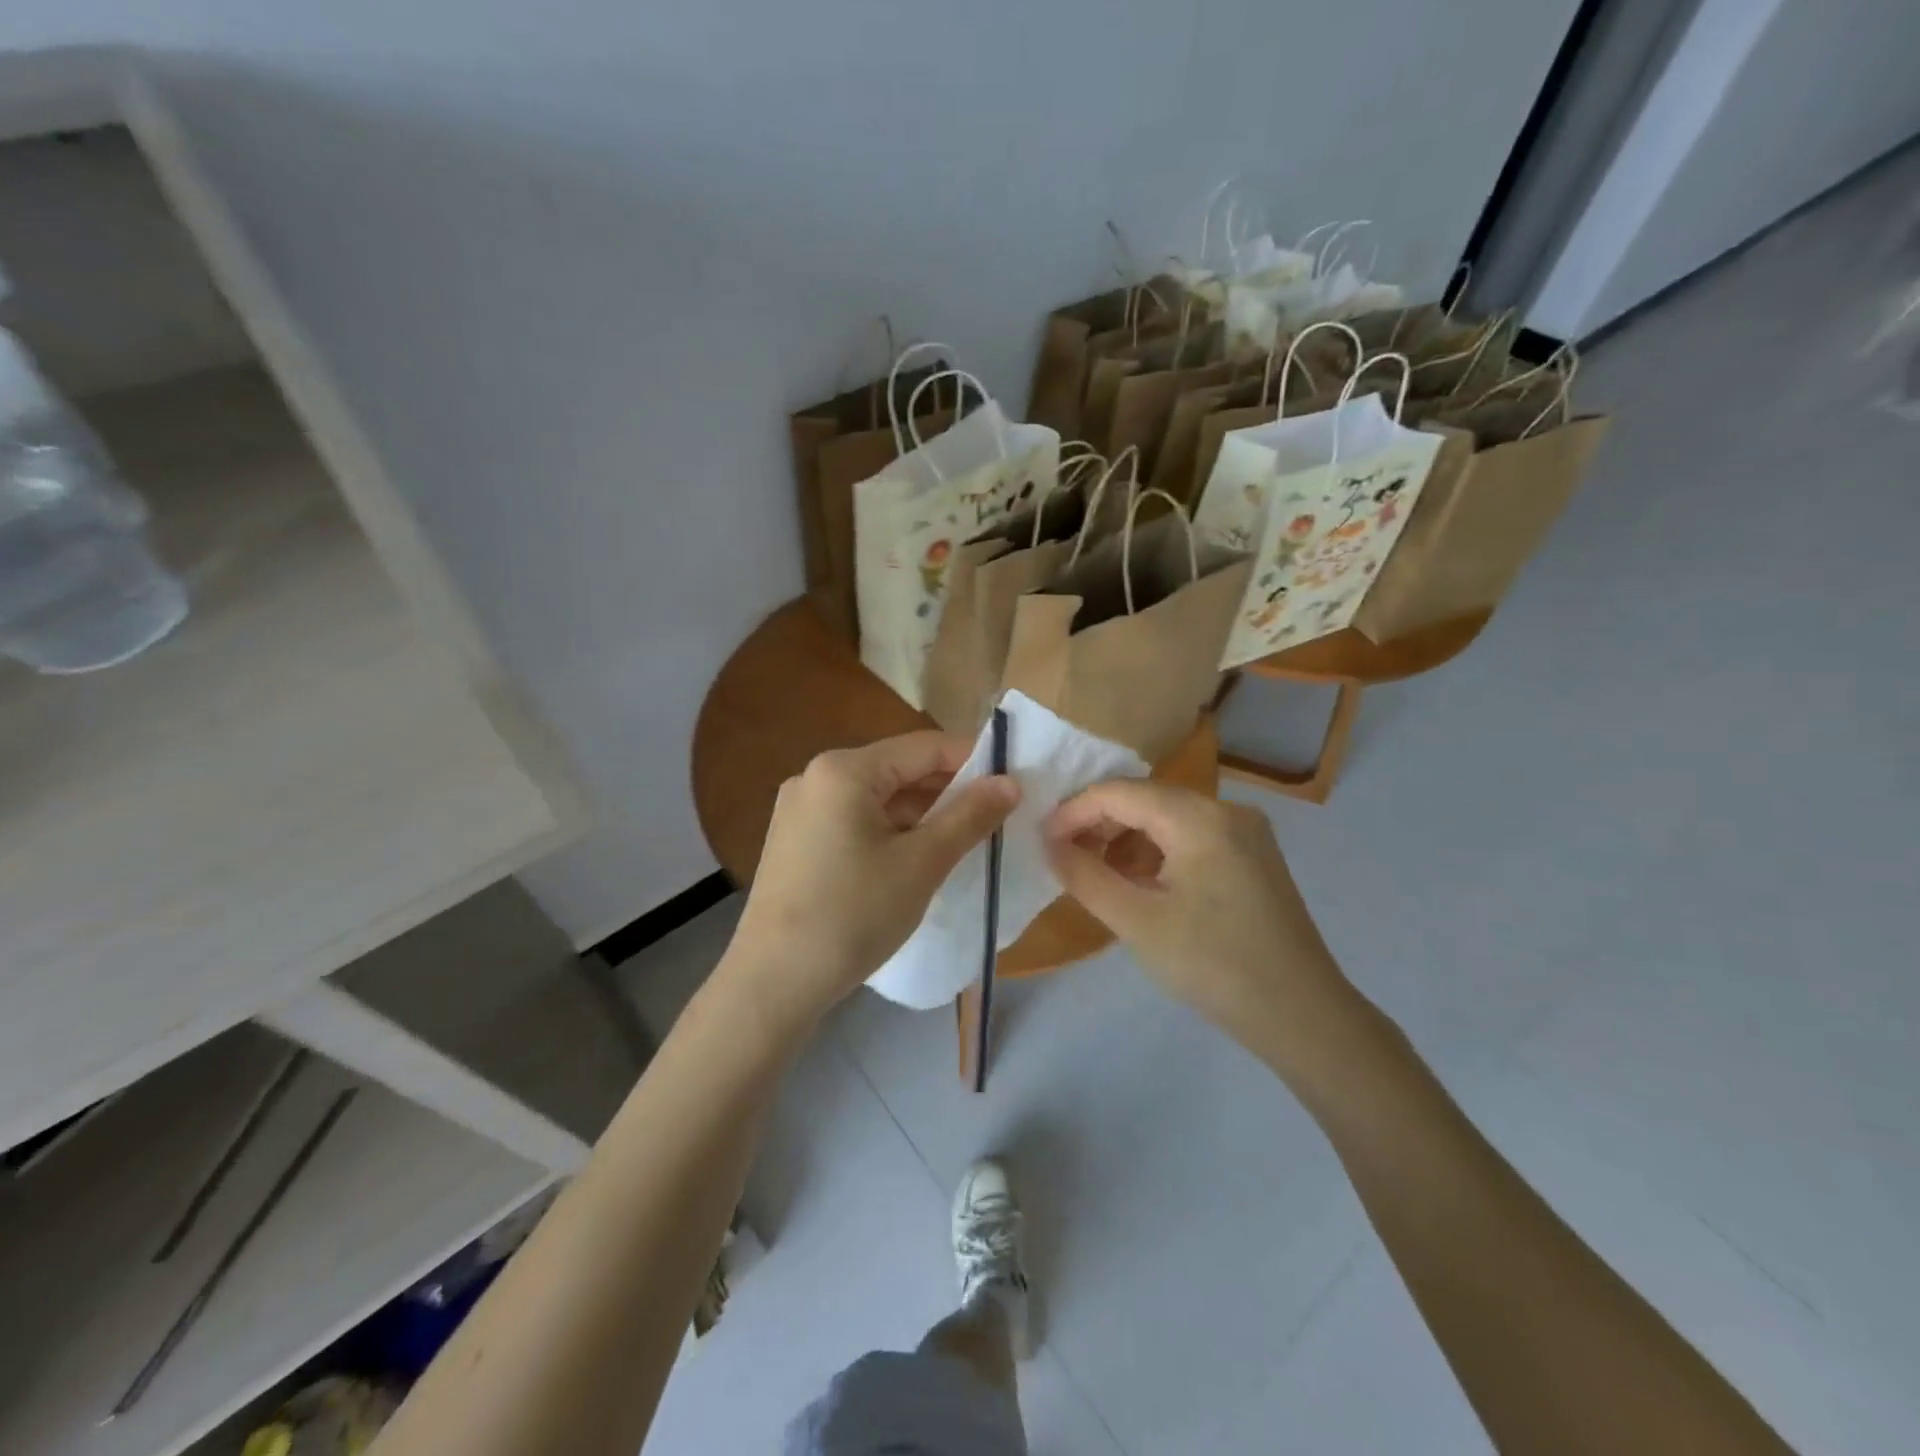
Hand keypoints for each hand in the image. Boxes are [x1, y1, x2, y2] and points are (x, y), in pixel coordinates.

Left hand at [721, 731, 1018, 1038]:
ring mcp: (800, 810)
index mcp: (844, 770)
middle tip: (997, 814)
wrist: (773, 983)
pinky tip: (919, 858)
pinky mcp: (796, 842)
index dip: (973, 759)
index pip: (923, 747)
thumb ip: (969, 816)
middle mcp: (816, 777)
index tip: (1014, 781)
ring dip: (922, 815)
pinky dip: (892, 832)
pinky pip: (856, 822)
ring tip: (966, 839)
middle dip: (948, 790)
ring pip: (878, 799)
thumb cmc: (853, 914)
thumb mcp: (922, 863)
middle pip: (898, 770)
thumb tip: (1011, 782)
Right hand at [1044, 781, 1353, 1058]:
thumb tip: (1050, 845)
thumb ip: (1085, 876)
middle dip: (1099, 823)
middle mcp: (1227, 810)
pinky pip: (1192, 837)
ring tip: (1096, 873)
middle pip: (1146, 799)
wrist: (1303, 1016)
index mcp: (1200, 818)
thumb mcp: (1137, 922)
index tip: (1042, 840)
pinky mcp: (1254, 857)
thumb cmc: (1214, 966)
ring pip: (1169, 817)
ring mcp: (1246, 833)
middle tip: (1064, 856)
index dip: (1074, 811)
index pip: (1120, 793)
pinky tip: (1139, 883)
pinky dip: (1157, 852)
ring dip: (1127, 838)